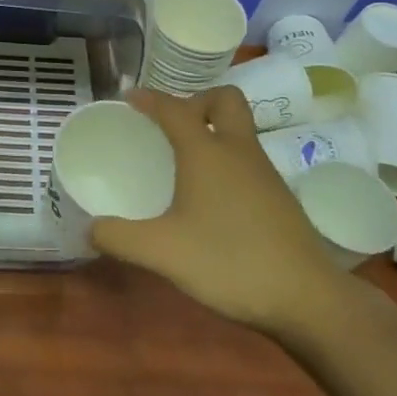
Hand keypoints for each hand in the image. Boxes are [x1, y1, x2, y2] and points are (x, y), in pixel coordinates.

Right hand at [89, 87, 346, 332]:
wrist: (306, 298)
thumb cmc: (229, 263)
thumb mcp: (163, 253)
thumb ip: (119, 238)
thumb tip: (89, 229)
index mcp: (207, 152)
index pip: (174, 108)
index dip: (149, 99)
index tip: (128, 97)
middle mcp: (238, 151)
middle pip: (223, 99)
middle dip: (195, 101)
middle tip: (171, 127)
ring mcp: (264, 172)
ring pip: (239, 129)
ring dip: (212, 130)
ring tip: (183, 161)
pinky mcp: (279, 196)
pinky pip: (247, 157)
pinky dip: (226, 159)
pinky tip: (210, 197)